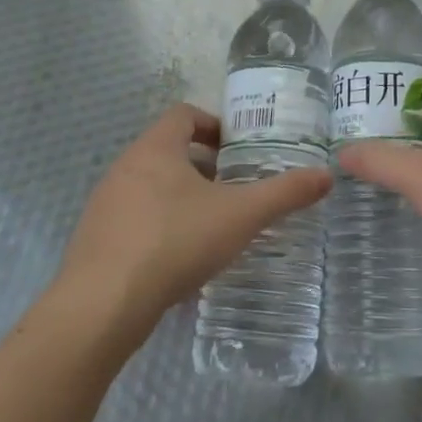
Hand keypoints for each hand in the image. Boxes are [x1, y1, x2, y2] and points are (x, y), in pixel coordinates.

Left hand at [54, 104, 331, 343]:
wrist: (101, 307)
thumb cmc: (174, 243)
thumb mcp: (240, 216)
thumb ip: (284, 193)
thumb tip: (326, 175)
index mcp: (155, 149)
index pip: (184, 114)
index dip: (214, 124)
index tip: (239, 149)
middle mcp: (124, 167)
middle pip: (168, 150)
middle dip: (203, 166)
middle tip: (234, 189)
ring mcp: (104, 204)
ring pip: (150, 186)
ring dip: (181, 197)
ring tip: (212, 225)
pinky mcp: (95, 239)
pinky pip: (134, 218)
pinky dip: (160, 226)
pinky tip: (180, 258)